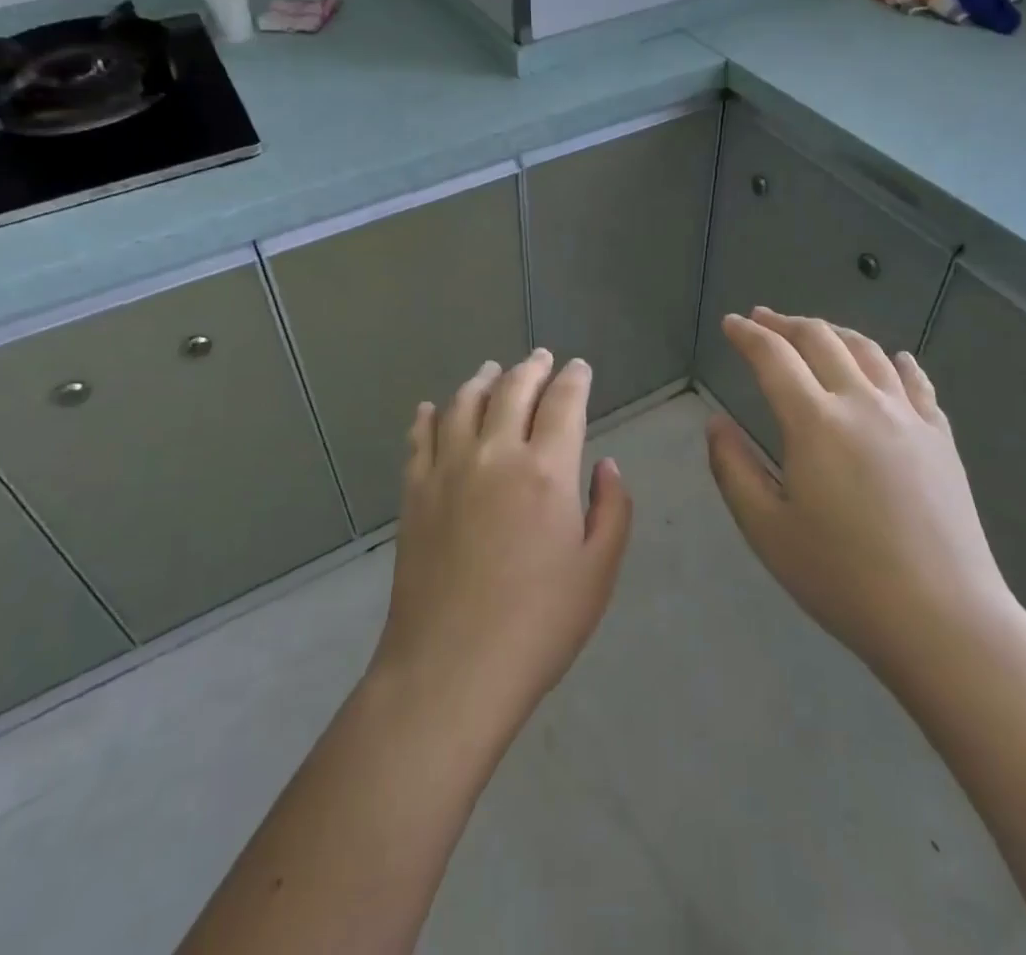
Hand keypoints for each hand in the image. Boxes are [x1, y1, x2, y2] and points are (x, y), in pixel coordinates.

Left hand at [371, 350, 633, 742]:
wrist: (451, 668)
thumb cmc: (538, 624)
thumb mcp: (598, 571)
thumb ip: (611, 509)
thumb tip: (607, 465)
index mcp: (546, 469)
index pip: (563, 402)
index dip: (575, 378)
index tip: (579, 367)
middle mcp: (495, 453)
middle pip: (513, 389)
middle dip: (532, 367)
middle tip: (541, 357)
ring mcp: (448, 469)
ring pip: (463, 403)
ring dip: (482, 380)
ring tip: (492, 370)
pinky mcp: (414, 492)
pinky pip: (419, 438)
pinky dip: (427, 416)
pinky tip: (430, 409)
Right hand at [706, 308, 1016, 697]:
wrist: (944, 619)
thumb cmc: (842, 578)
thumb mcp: (767, 530)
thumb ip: (733, 469)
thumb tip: (716, 423)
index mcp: (815, 422)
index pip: (773, 356)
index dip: (747, 334)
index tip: (730, 323)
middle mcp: (862, 403)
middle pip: (821, 339)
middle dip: (786, 323)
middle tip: (763, 319)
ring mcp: (908, 417)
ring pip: (868, 351)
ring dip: (834, 332)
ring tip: (815, 332)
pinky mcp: (941, 438)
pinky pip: (916, 383)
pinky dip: (896, 362)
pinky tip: (893, 360)